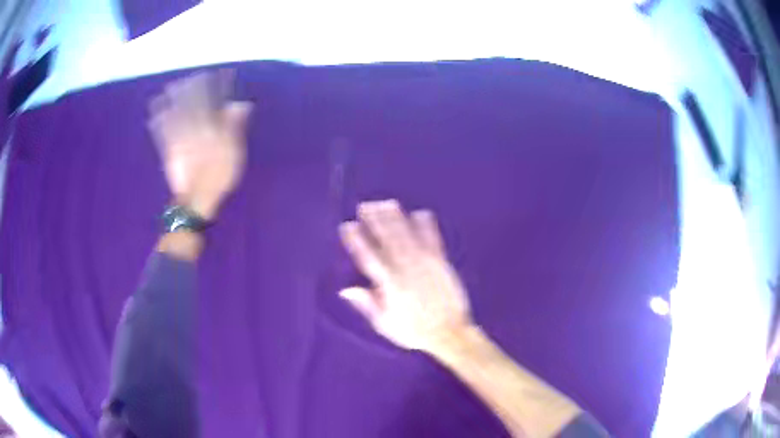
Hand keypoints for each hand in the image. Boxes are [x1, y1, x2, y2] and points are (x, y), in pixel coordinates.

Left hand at [148, 70, 252, 219]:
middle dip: (193, 89)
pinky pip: (162, 133)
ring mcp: (180, 139)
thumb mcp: (234, 152)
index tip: (217, 74)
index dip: (215, 87)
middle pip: (192, 104)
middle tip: (192, 75)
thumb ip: (234, 126)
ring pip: (176, 114)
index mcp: (211, 127)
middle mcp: (194, 129)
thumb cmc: (218, 178)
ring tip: (171, 86)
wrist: (196, 201)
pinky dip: (159, 121)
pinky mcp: (169, 151)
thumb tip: (240, 103)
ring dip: (174, 100)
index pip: (213, 101)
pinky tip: (155, 112)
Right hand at [339, 200, 473, 355]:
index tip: (348, 225)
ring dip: (396, 218)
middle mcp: (405, 269)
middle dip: (375, 220)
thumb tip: (346, 290)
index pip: (368, 257)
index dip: (357, 240)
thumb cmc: (413, 331)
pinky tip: (421, 213)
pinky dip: (427, 226)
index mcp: (389, 284)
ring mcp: (425, 263)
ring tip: (387, 203)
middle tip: (366, 205)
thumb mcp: (385, 324)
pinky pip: (433, 240)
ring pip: (407, 235)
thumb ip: (367, 304)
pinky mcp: (441, 263)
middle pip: (387, 240)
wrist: (449, 332)